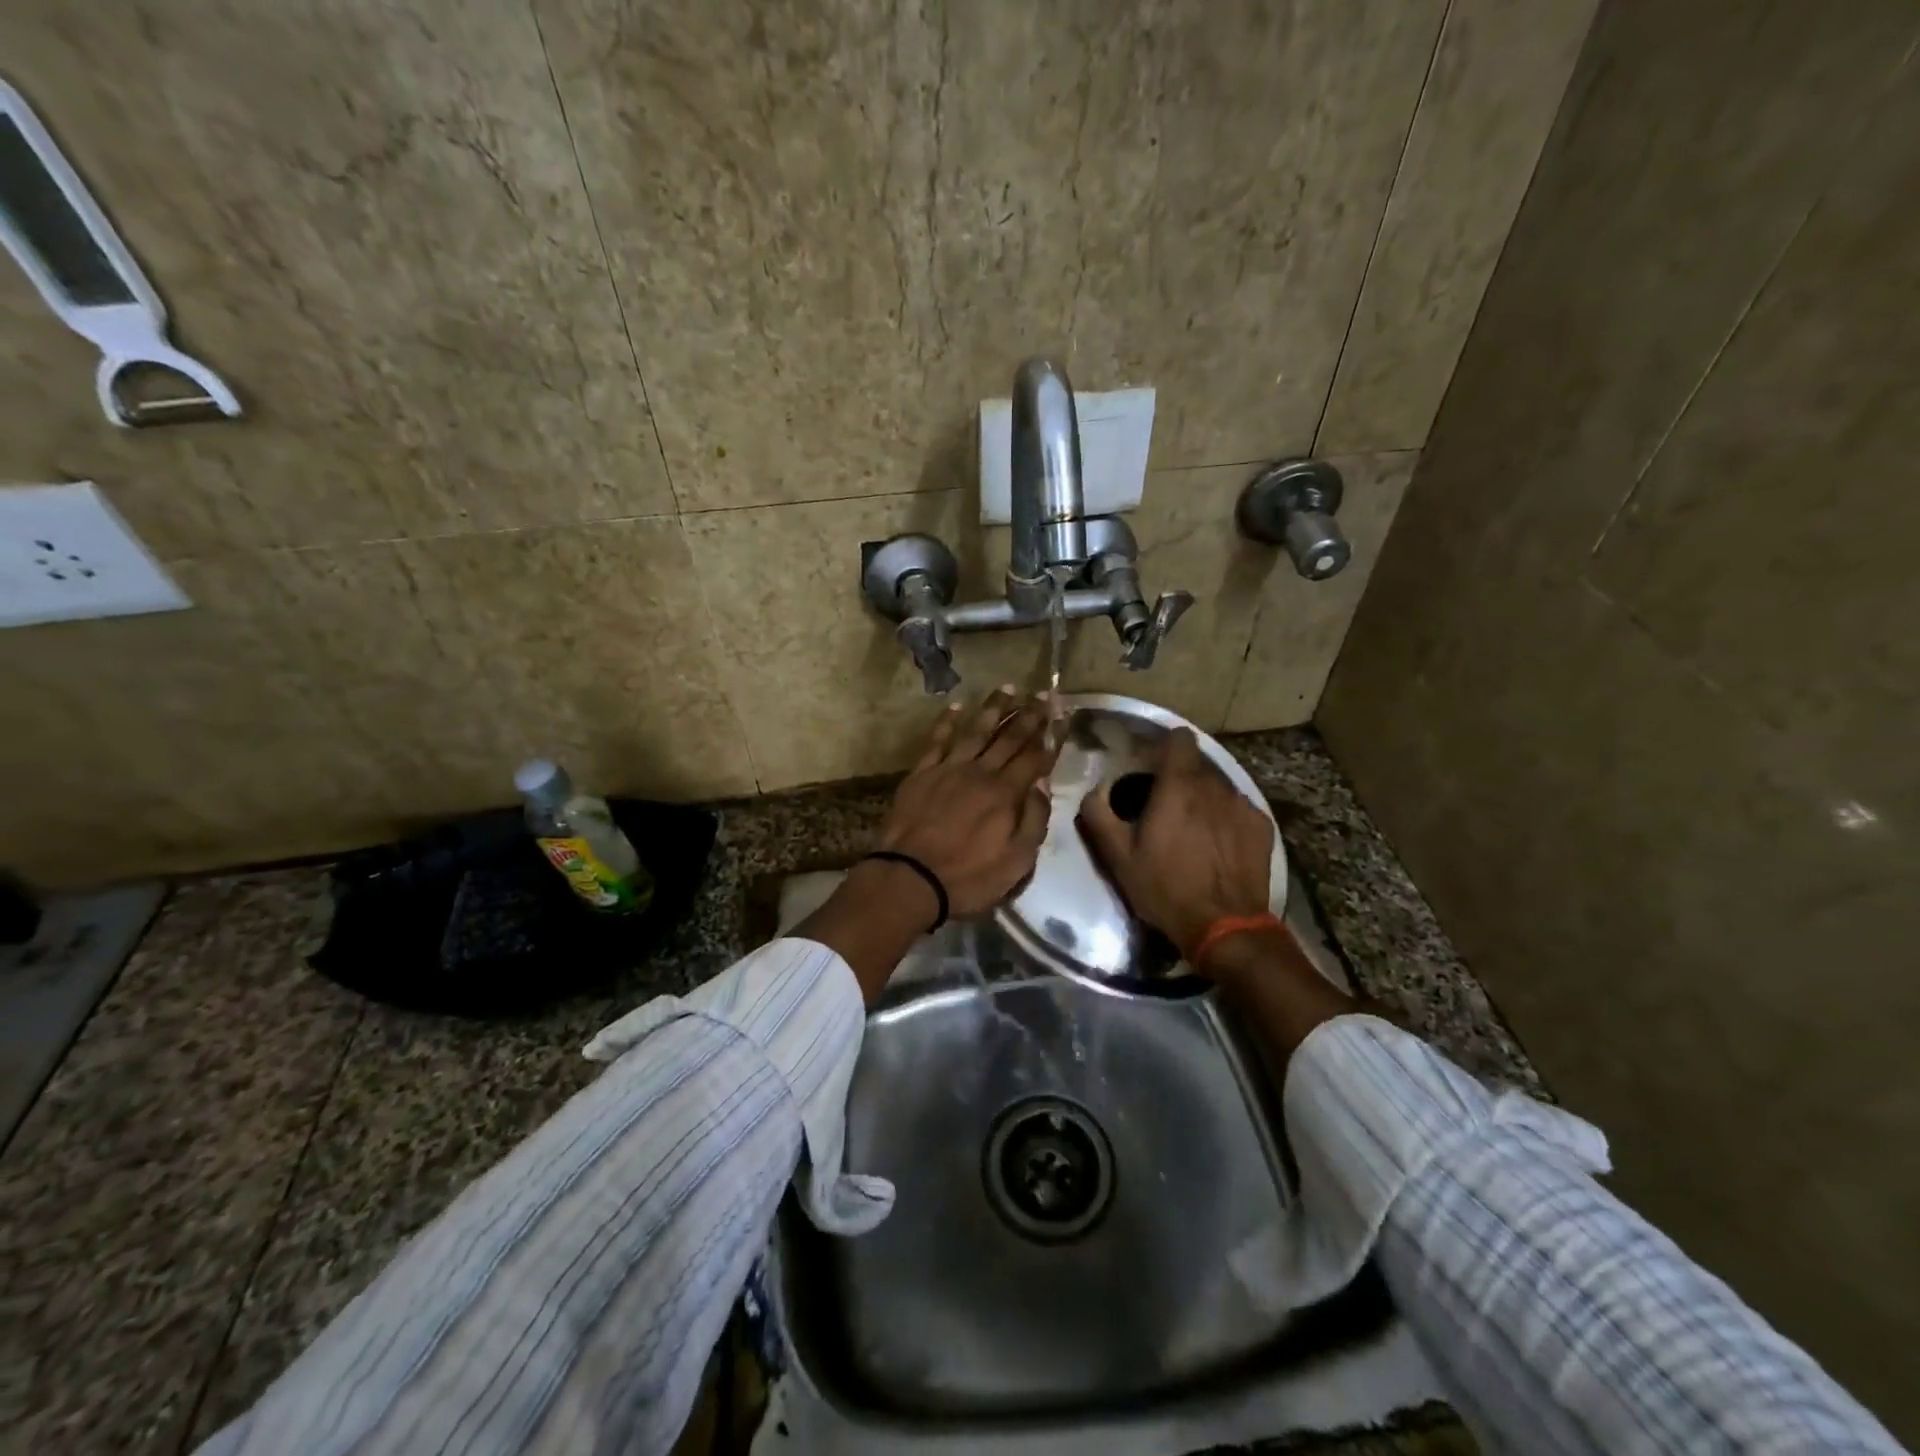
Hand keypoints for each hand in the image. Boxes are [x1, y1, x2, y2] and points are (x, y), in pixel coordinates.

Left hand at [876, 686, 1058, 917]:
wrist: (910, 878)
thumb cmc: (968, 877)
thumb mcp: (1016, 862)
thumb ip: (1034, 821)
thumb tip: (1043, 786)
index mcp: (1006, 794)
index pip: (1036, 756)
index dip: (1052, 734)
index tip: (1063, 714)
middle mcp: (981, 772)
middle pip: (1009, 737)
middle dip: (1030, 714)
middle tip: (1044, 694)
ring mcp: (948, 769)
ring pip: (976, 731)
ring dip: (994, 708)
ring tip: (1009, 688)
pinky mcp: (921, 773)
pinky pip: (937, 740)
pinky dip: (947, 721)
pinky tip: (957, 706)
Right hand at [1076, 727, 1273, 966]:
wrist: (1224, 926)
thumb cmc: (1165, 888)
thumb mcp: (1118, 856)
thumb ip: (1099, 815)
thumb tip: (1094, 791)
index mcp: (1178, 786)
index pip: (1179, 739)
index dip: (1163, 746)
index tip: (1151, 764)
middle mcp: (1215, 786)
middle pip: (1197, 764)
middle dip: (1180, 777)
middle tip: (1164, 806)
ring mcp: (1243, 805)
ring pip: (1218, 786)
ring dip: (1203, 798)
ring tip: (1192, 829)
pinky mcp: (1262, 826)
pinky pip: (1238, 809)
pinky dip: (1226, 818)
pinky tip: (1217, 845)